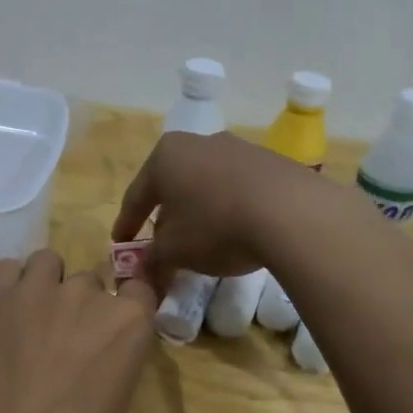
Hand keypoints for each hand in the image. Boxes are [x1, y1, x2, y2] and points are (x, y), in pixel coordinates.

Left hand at [0, 249, 157, 412]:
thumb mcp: (114, 409)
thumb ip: (110, 369)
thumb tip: (92, 369)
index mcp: (129, 324)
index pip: (139, 289)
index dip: (124, 305)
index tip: (109, 326)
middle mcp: (88, 294)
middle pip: (88, 282)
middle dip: (78, 306)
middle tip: (59, 341)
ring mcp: (38, 290)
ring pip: (47, 263)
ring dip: (43, 285)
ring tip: (28, 319)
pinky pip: (5, 269)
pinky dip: (7, 286)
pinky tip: (0, 315)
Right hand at [110, 131, 319, 288]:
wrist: (291, 212)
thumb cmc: (216, 226)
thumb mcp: (175, 250)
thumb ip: (153, 258)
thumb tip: (142, 269)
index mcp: (165, 156)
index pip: (136, 196)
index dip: (127, 224)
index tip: (121, 245)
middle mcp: (198, 143)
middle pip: (172, 185)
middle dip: (165, 216)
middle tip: (162, 243)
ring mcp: (237, 148)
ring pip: (205, 184)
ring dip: (199, 211)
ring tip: (202, 240)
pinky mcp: (270, 161)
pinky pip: (237, 188)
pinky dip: (228, 208)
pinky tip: (236, 230)